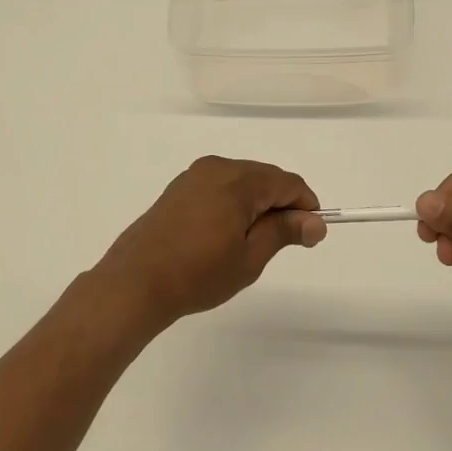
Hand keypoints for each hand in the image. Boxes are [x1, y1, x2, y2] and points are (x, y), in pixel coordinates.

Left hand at [91, 156, 325, 330]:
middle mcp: (217, 168)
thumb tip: (315, 222)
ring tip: (254, 242)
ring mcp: (194, 176)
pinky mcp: (178, 188)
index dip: (305, 206)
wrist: (136, 282)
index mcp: (238, 180)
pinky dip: (233, 203)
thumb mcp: (249, 257)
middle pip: (265, 177)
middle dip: (281, 204)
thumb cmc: (198, 273)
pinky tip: (226, 233)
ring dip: (257, 203)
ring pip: (241, 181)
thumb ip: (284, 232)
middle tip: (285, 242)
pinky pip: (219, 186)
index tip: (311, 234)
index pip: (287, 183)